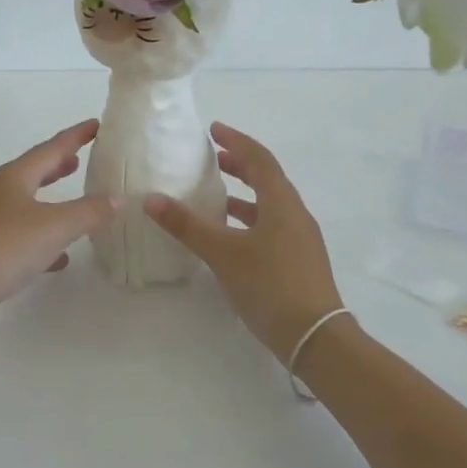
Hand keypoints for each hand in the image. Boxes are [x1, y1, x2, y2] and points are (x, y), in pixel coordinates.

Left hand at [0, 120, 121, 333]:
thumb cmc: (3, 247)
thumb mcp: (54, 227)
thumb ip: (89, 212)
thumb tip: (118, 198)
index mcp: (15, 177)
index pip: (51, 148)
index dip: (75, 136)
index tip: (97, 125)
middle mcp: (0, 192)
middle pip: (35, 171)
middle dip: (58, 165)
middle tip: (81, 158)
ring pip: (28, 202)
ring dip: (51, 198)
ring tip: (74, 198)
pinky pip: (23, 235)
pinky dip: (43, 237)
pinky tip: (60, 256)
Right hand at [144, 122, 343, 362]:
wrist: (315, 337)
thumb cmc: (270, 285)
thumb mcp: (223, 253)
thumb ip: (187, 225)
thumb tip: (152, 199)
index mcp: (282, 203)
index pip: (259, 159)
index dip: (236, 141)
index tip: (214, 130)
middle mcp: (295, 214)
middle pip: (267, 179)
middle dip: (240, 165)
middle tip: (213, 159)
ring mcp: (300, 239)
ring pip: (269, 205)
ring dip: (243, 195)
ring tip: (214, 196)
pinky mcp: (298, 260)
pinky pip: (271, 226)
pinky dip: (248, 220)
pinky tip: (229, 237)